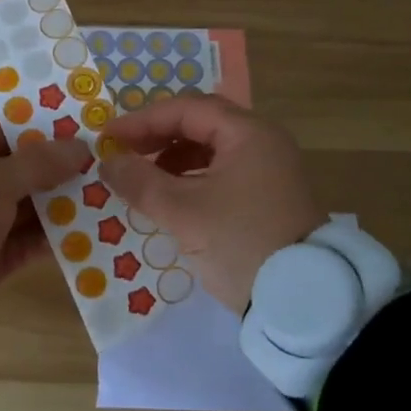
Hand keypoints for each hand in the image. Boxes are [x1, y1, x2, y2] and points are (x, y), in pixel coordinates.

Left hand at [0, 115, 90, 324]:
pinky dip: (50, 237)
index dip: (41, 130)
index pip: (3, 129)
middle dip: (56, 170)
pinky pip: (24, 241)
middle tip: (99, 166)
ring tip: (101, 197)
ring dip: (58, 205)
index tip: (79, 132)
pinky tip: (86, 232)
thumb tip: (82, 146)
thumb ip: (42, 162)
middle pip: (18, 169)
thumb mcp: (0, 177)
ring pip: (24, 207)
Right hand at [99, 93, 324, 314]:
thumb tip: (108, 162)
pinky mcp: (269, 198)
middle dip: (158, 136)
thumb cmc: (240, 242)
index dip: (143, 120)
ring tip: (143, 179)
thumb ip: (141, 182)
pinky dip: (192, 179)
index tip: (110, 138)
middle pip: (201, 125)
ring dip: (174, 159)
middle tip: (124, 153)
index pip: (187, 109)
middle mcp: (263, 142)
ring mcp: (270, 170)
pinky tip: (171, 199)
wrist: (303, 301)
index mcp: (248, 133)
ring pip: (212, 150)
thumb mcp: (184, 212)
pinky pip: (223, 173)